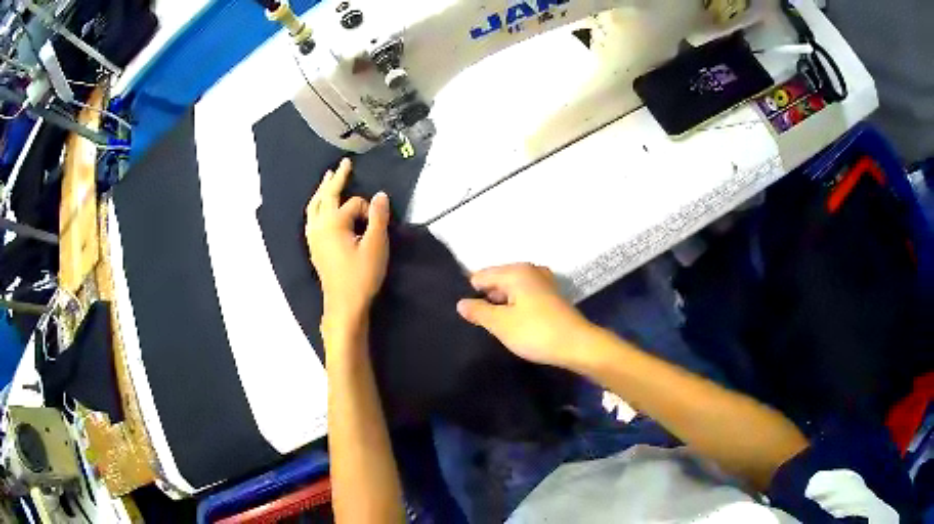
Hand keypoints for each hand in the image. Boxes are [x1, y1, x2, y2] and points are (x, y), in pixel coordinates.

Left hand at [305, 158, 389, 337]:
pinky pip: (311, 218)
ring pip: (314, 206)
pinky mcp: (313, 246)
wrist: (344, 304)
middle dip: (335, 179)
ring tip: (327, 178)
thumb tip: (380, 194)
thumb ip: (378, 217)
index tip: (378, 225)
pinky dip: (316, 206)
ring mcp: (313, 236)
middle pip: (326, 195)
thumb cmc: (361, 276)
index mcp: (333, 223)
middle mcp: (319, 225)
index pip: (354, 204)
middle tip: (343, 164)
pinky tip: (318, 209)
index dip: (369, 210)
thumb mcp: (376, 245)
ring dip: (322, 190)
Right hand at [456, 263, 595, 370]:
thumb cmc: (536, 332)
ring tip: (495, 327)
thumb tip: (461, 303)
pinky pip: (524, 297)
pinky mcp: (551, 297)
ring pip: (511, 290)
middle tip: (479, 324)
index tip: (468, 316)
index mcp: (516, 271)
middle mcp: (530, 270)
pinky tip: (514, 325)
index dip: (471, 295)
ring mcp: (543, 282)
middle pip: (497, 281)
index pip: (480, 276)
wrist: (578, 345)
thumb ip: (478, 312)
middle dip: (487, 300)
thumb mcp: (501, 324)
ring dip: (502, 306)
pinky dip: (516, 308)